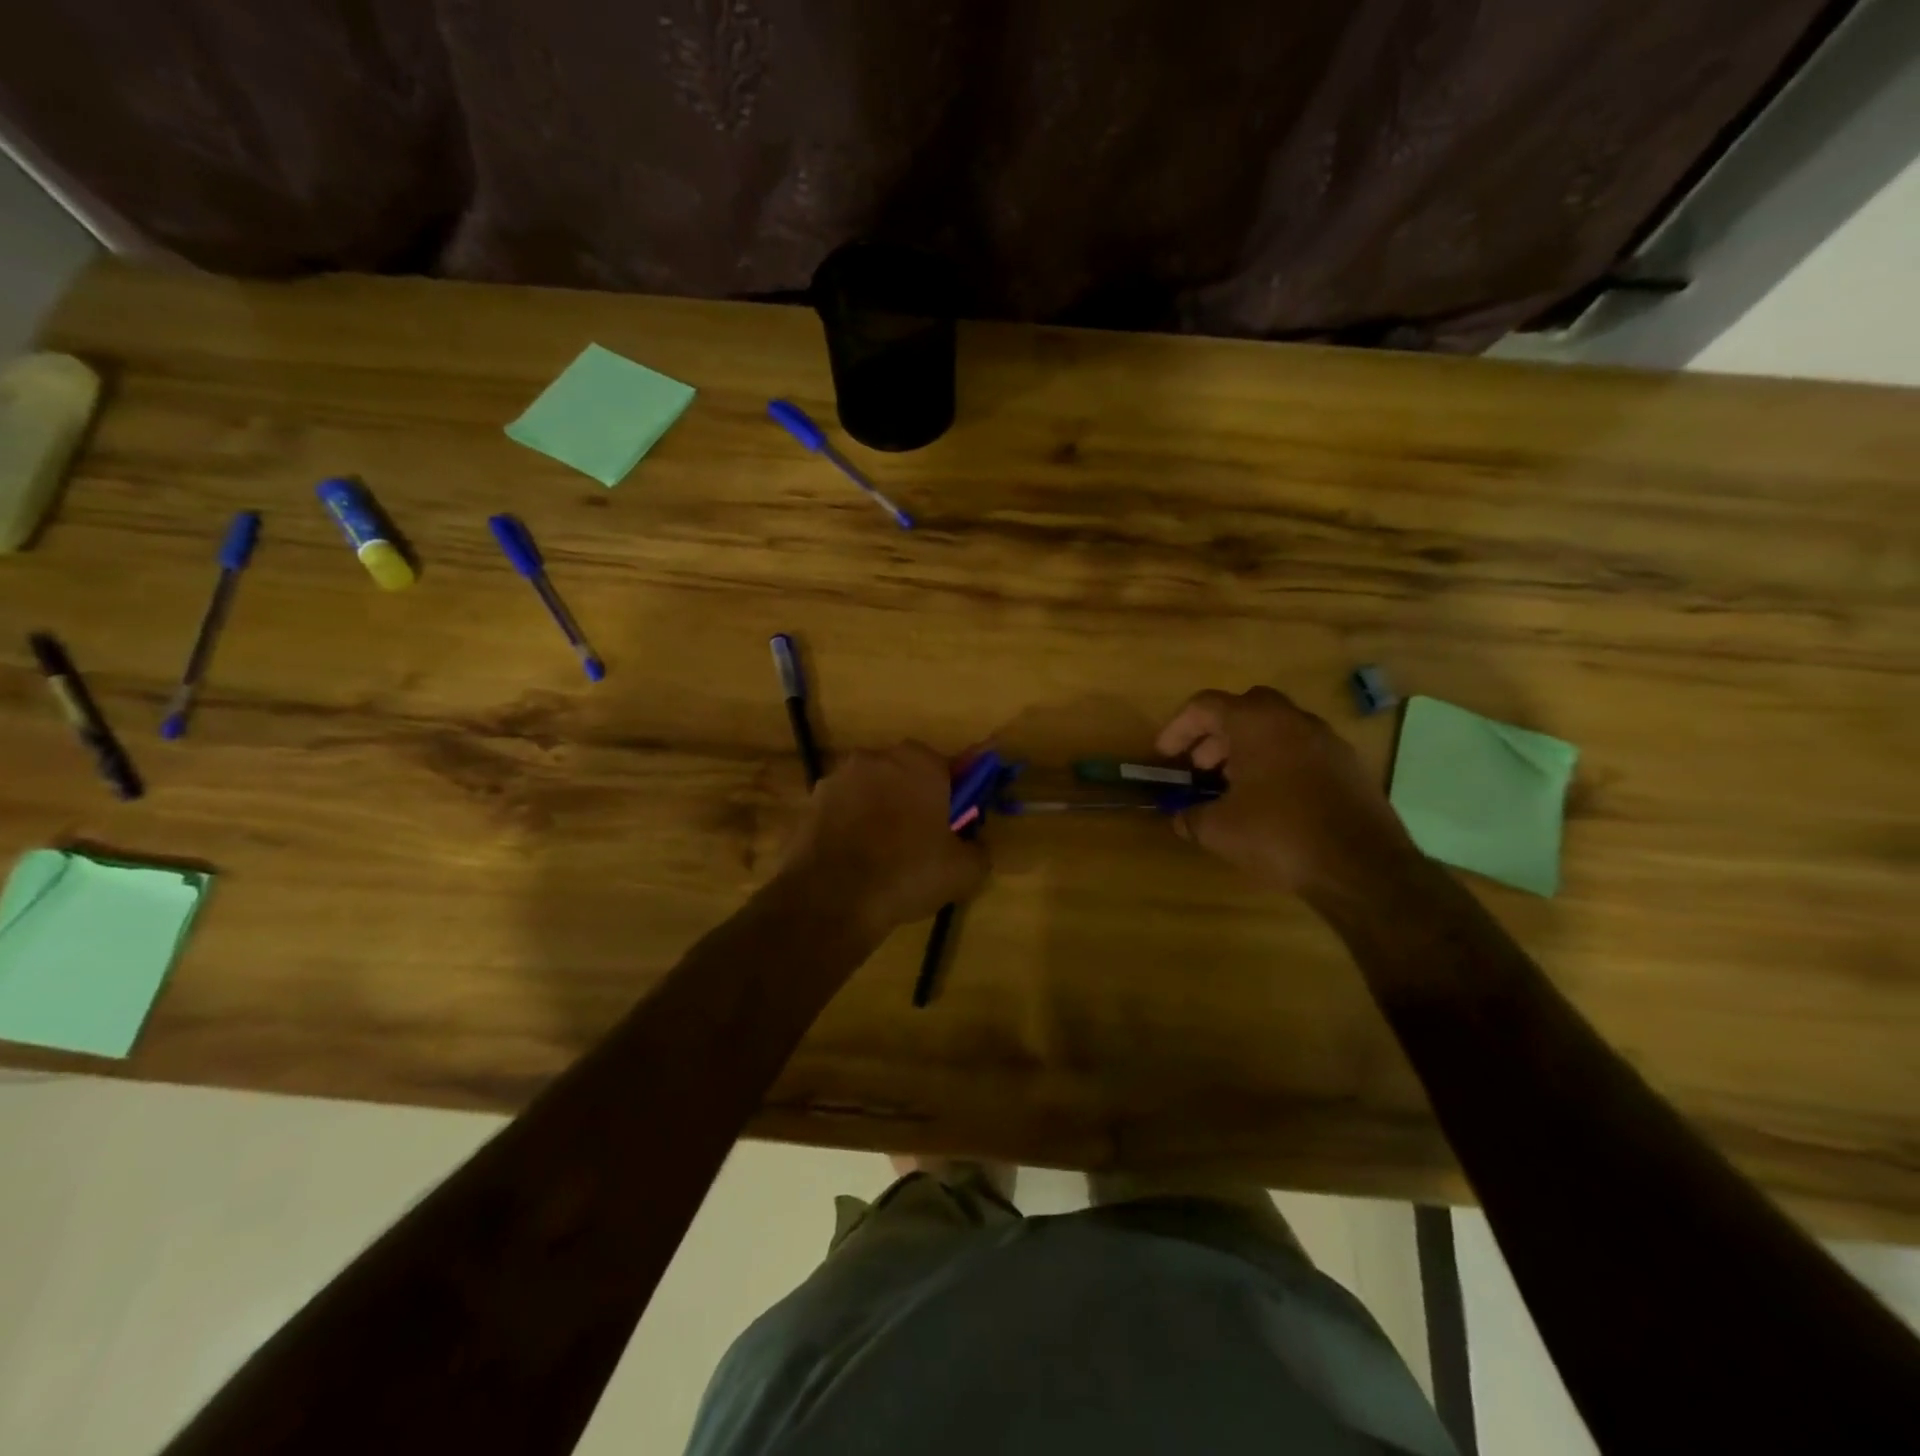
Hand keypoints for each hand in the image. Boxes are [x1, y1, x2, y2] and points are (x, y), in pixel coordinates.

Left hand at [777, 742, 988, 938]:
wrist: (832, 898)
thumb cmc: (907, 873)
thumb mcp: (965, 871)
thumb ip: (979, 849)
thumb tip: (973, 845)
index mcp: (920, 762)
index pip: (948, 769)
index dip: (954, 797)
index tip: (954, 825)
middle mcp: (877, 757)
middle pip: (906, 775)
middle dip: (914, 800)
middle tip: (922, 841)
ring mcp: (838, 777)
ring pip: (871, 791)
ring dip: (879, 811)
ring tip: (884, 856)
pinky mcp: (810, 802)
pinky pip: (843, 810)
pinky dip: (850, 827)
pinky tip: (855, 861)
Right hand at [1155, 687, 1416, 894]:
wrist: (1361, 867)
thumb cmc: (1279, 835)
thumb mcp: (1219, 830)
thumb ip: (1192, 816)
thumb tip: (1180, 818)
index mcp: (1256, 723)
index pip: (1206, 705)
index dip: (1178, 728)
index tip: (1165, 756)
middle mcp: (1293, 720)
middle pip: (1244, 709)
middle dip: (1216, 734)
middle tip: (1200, 766)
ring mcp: (1327, 741)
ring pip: (1277, 729)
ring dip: (1248, 748)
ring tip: (1231, 786)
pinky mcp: (1349, 766)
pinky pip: (1302, 750)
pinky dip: (1277, 763)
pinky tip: (1270, 801)